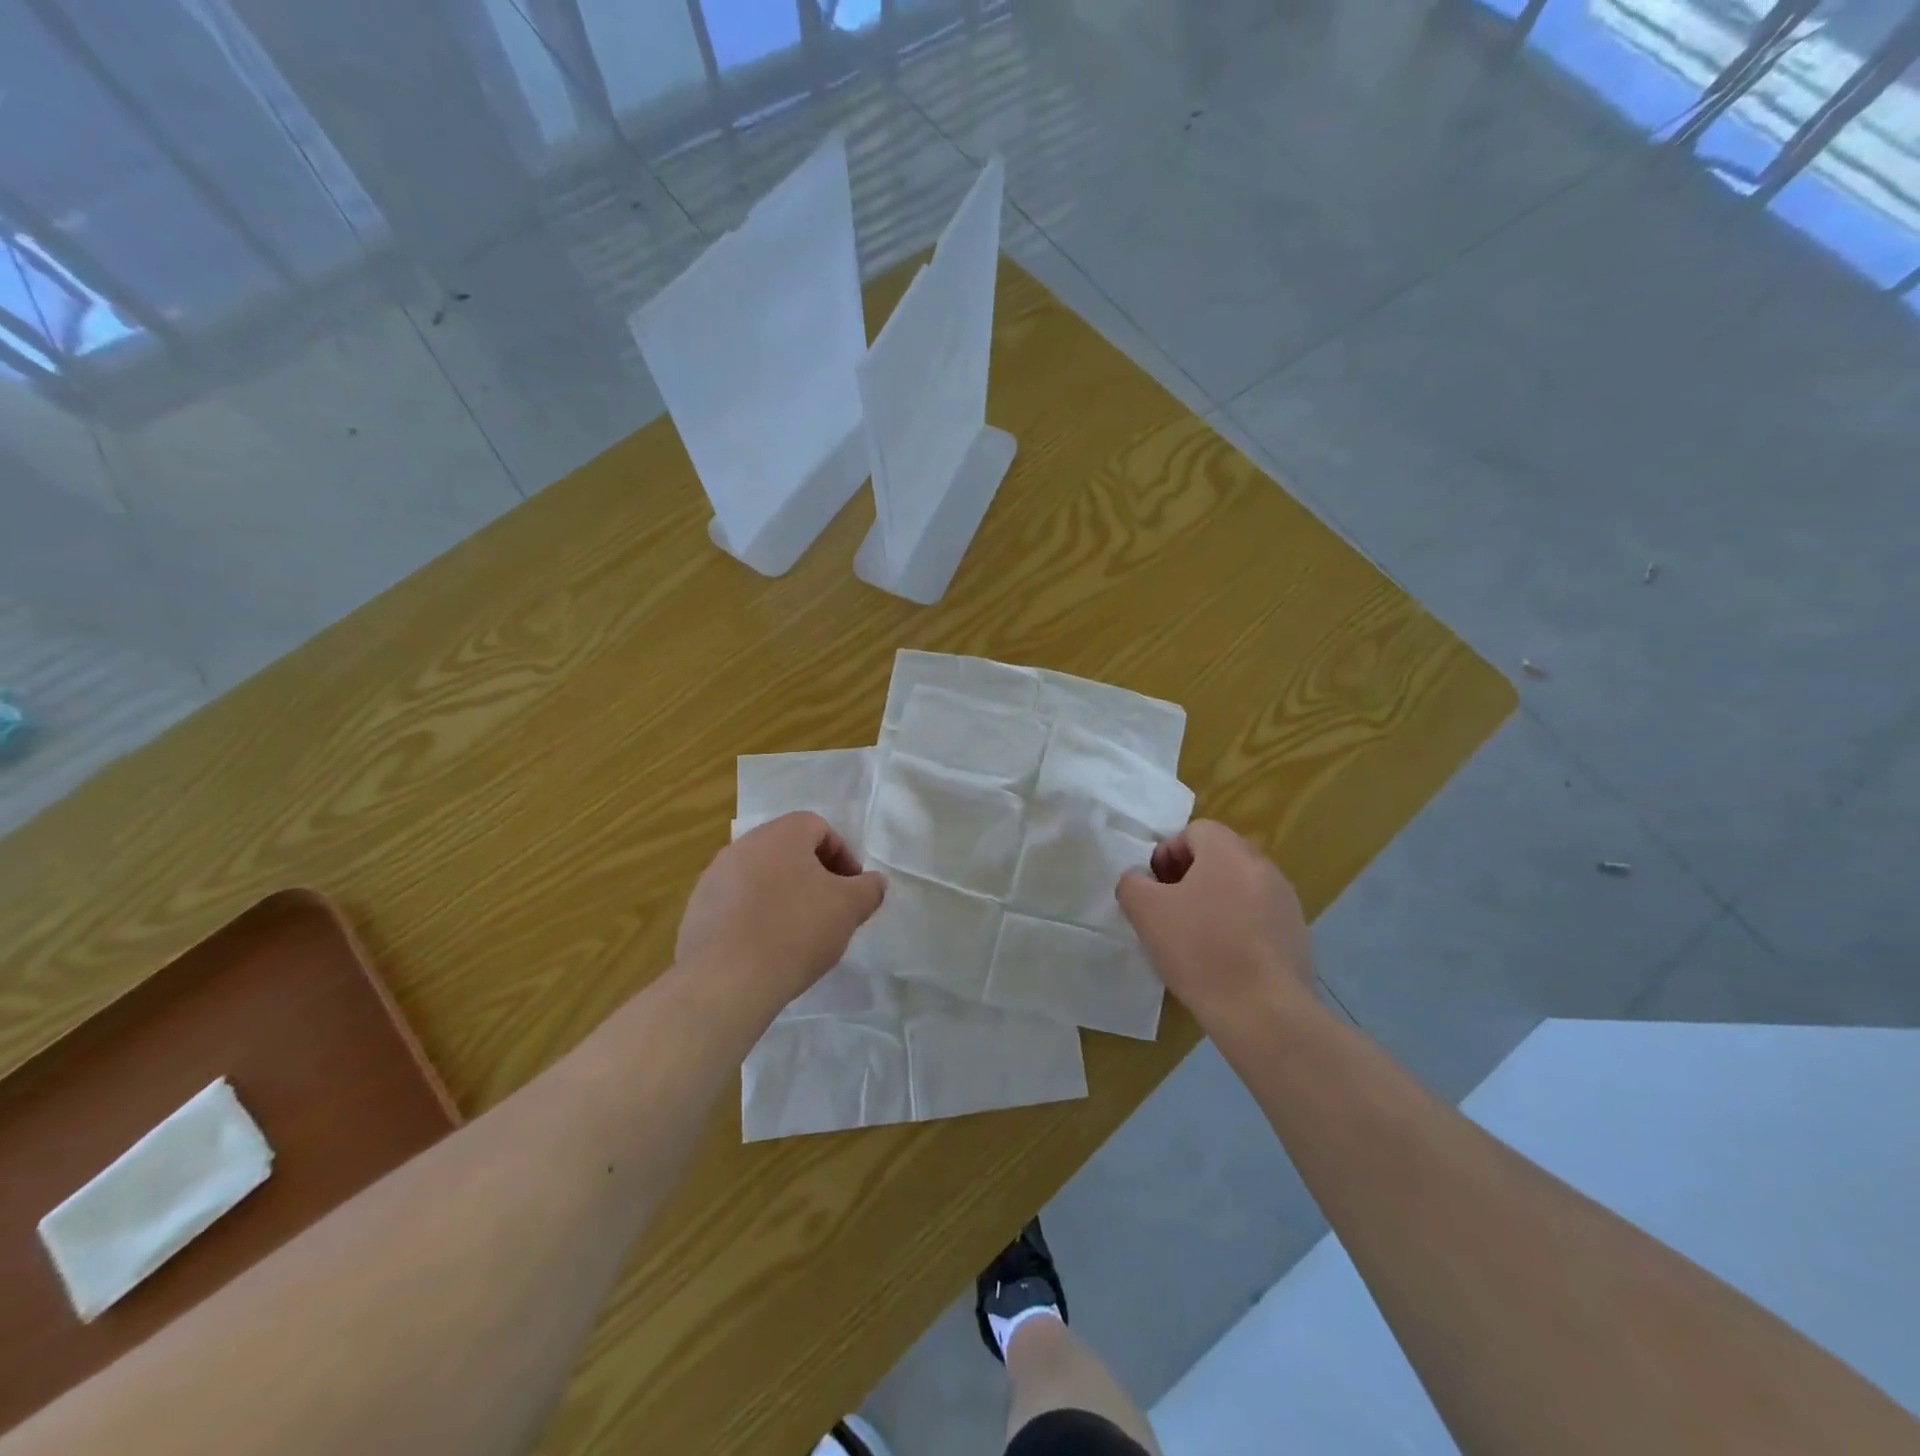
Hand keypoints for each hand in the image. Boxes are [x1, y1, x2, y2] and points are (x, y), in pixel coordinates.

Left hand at [676, 812, 885, 1008]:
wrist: (727, 979)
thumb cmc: (796, 930)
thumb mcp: (849, 908)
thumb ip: (869, 889)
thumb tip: (874, 882)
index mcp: (781, 834)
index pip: (818, 827)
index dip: (842, 854)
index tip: (852, 888)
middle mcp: (743, 845)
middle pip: (787, 850)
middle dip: (813, 874)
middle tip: (829, 908)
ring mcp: (714, 877)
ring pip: (759, 876)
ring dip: (782, 894)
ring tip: (797, 932)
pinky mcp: (696, 910)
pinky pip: (735, 904)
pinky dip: (754, 916)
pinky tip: (765, 948)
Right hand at [1115, 820, 1315, 1026]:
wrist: (1263, 1012)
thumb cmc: (1200, 951)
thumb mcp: (1146, 911)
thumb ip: (1132, 883)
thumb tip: (1140, 879)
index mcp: (1229, 852)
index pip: (1195, 830)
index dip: (1168, 853)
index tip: (1156, 888)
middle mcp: (1263, 867)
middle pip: (1219, 856)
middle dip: (1190, 877)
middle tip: (1170, 911)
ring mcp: (1285, 902)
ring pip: (1239, 887)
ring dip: (1214, 902)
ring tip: (1195, 938)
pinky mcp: (1297, 934)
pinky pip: (1258, 916)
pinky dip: (1237, 927)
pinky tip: (1223, 959)